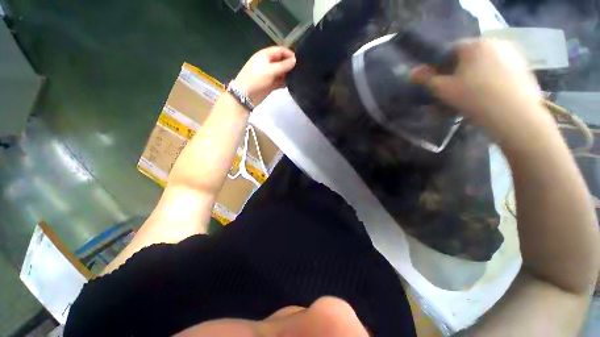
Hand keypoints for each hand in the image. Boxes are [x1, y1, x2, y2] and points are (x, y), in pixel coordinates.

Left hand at [235, 46, 296, 104]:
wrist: (246, 95)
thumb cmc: (256, 79)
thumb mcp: (270, 70)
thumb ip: (283, 66)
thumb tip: (295, 61)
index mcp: (265, 55)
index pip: (280, 51)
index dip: (289, 54)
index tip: (299, 61)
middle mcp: (268, 63)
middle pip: (281, 61)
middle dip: (289, 65)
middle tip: (299, 70)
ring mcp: (269, 75)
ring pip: (281, 72)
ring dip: (287, 74)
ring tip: (296, 78)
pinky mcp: (270, 84)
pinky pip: (280, 81)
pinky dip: (284, 82)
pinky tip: (290, 85)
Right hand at [411, 39, 546, 137]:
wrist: (515, 116)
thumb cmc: (475, 98)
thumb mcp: (444, 89)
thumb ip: (426, 79)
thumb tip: (411, 72)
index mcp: (475, 44)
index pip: (449, 50)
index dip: (439, 66)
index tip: (436, 82)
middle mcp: (495, 43)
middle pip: (467, 57)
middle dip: (456, 73)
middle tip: (451, 92)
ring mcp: (512, 54)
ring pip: (483, 65)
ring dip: (472, 78)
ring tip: (467, 97)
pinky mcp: (522, 68)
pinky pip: (498, 71)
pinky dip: (488, 80)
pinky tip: (485, 96)